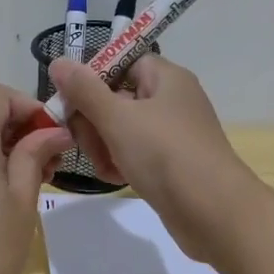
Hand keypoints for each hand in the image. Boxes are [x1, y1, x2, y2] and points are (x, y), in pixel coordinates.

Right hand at [48, 54, 261, 261]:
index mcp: (165, 78)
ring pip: (122, 129)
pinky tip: (113, 178)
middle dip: (93, 120)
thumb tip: (59, 62)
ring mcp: (172, 134)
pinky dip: (120, 162)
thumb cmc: (165, 154)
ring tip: (103, 166)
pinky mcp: (171, 164)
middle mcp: (171, 100)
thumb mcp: (117, 118)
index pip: (121, 62)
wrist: (214, 212)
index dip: (92, 78)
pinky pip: (135, 153)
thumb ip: (84, 90)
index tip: (69, 100)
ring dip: (103, 145)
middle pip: (117, 97)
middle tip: (81, 141)